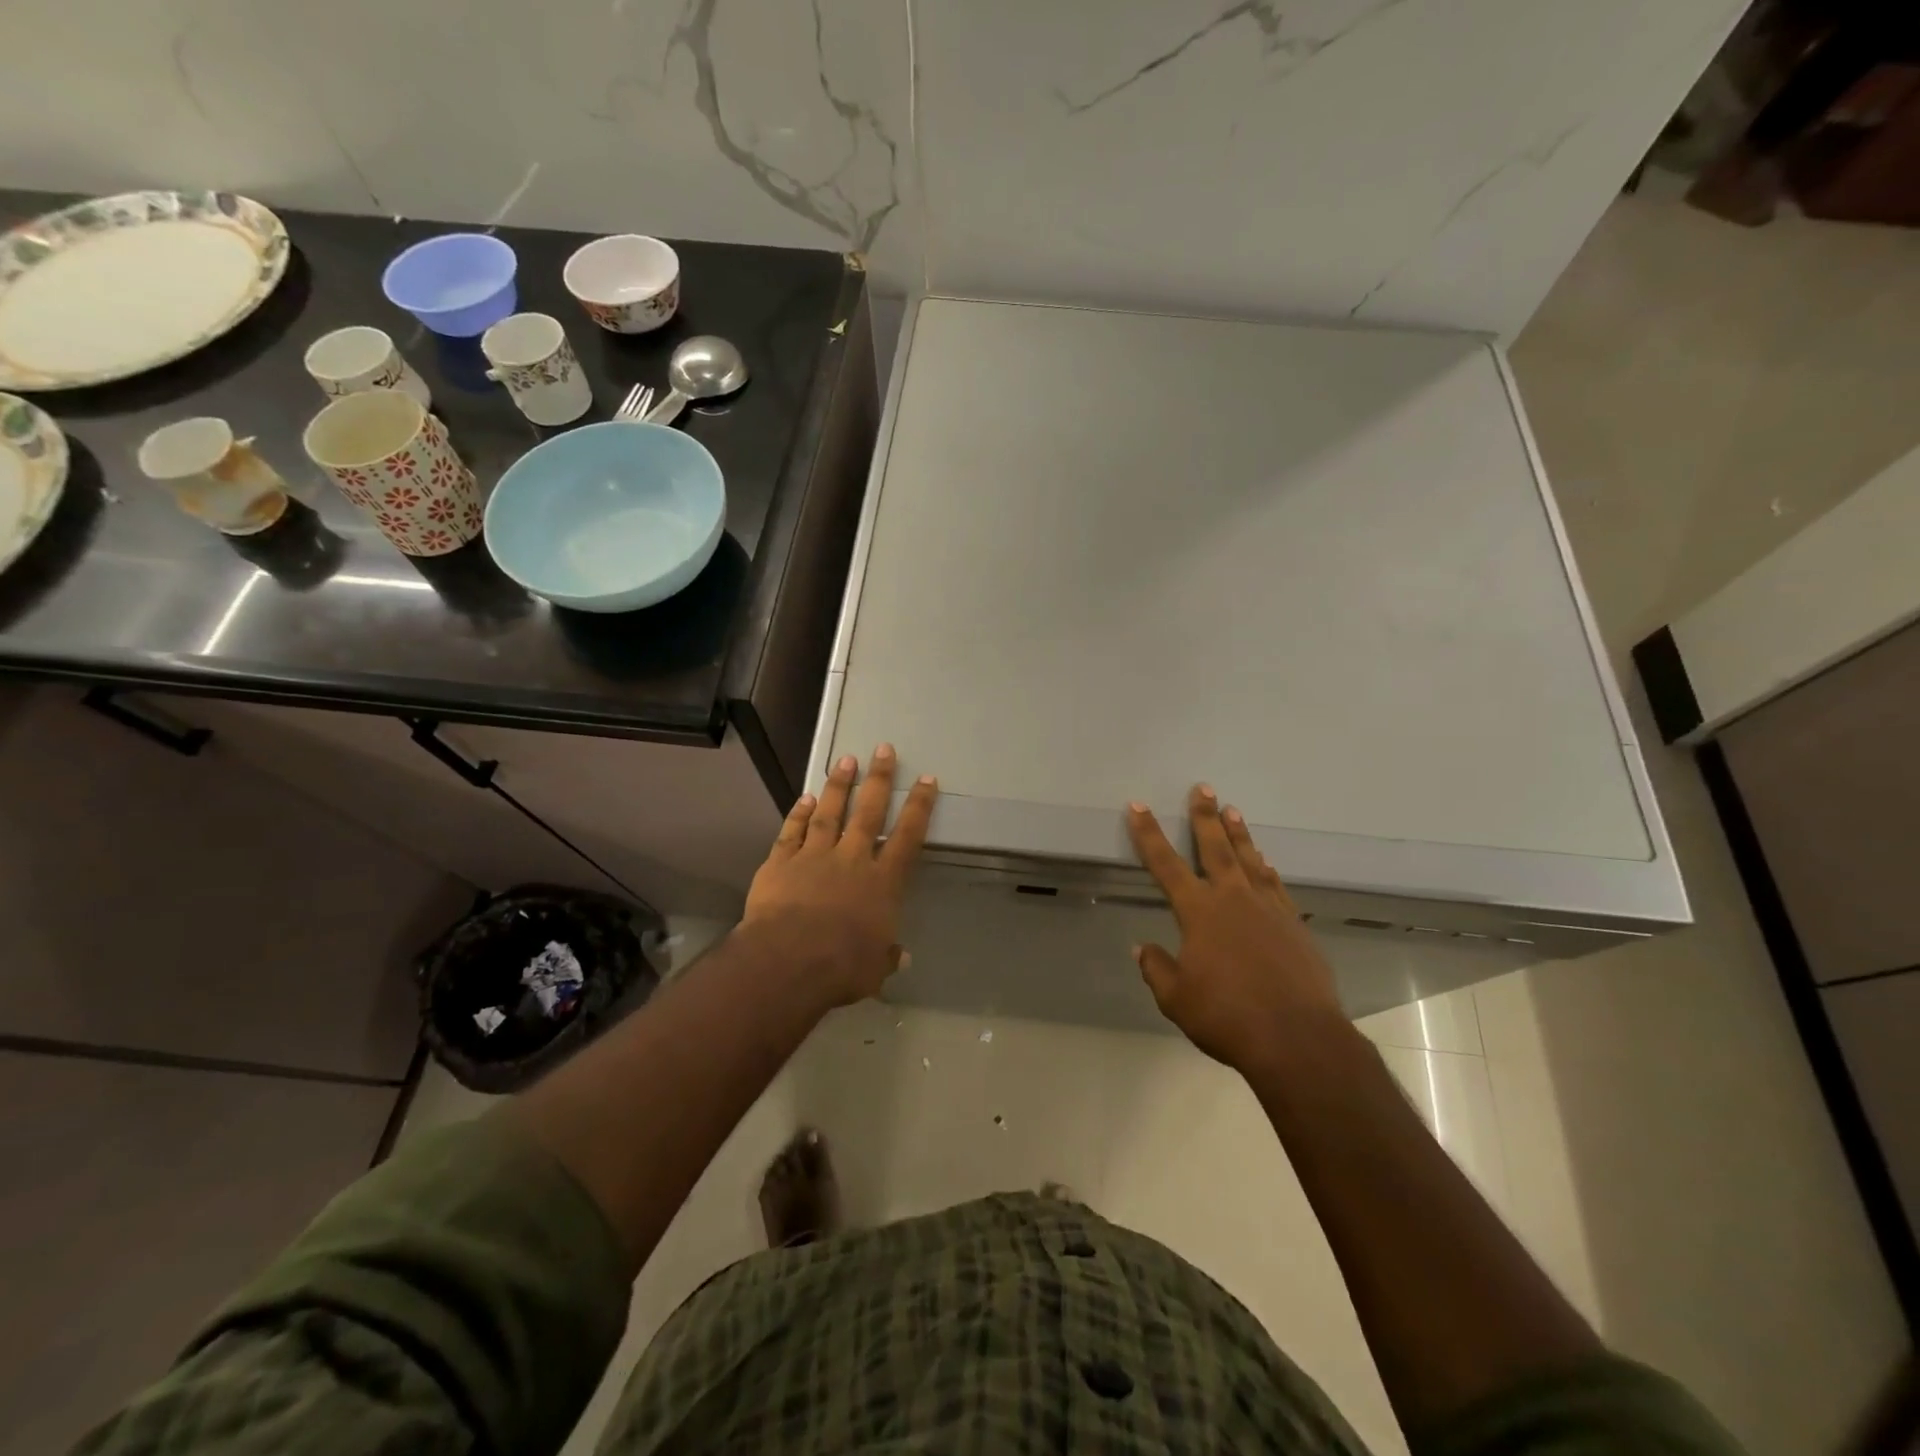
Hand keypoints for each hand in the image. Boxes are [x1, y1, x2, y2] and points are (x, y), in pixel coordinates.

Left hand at [743, 744, 937, 1007]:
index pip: (907, 837)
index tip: (926, 780)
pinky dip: (798, 814)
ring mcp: (814, 856)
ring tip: (846, 760)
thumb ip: (886, 956)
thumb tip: (900, 957)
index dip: (918, 807)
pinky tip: (804, 798)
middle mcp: (852, 859)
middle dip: (878, 779)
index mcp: (882, 883)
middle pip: (869, 812)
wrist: (790, 960)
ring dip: (838, 786)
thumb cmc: (842, 965)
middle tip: (883, 749)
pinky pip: (792, 832)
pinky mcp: (781, 863)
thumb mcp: (874, 968)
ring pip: (829, 813)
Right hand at [1127, 786, 1342, 1071]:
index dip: (1149, 834)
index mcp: (1199, 912)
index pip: (1165, 864)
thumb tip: (1141, 948)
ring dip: (1239, 834)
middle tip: (1204, 788)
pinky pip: (1276, 886)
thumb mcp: (1176, 998)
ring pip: (1250, 861)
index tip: (1137, 806)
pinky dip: (1267, 871)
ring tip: (1233, 811)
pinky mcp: (1294, 926)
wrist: (1298, 1039)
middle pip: (1215, 848)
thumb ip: (1157, 968)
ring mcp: (1269, 909)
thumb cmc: (1228, 1017)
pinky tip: (1266, 864)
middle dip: (1205, 816)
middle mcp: (1233, 899)